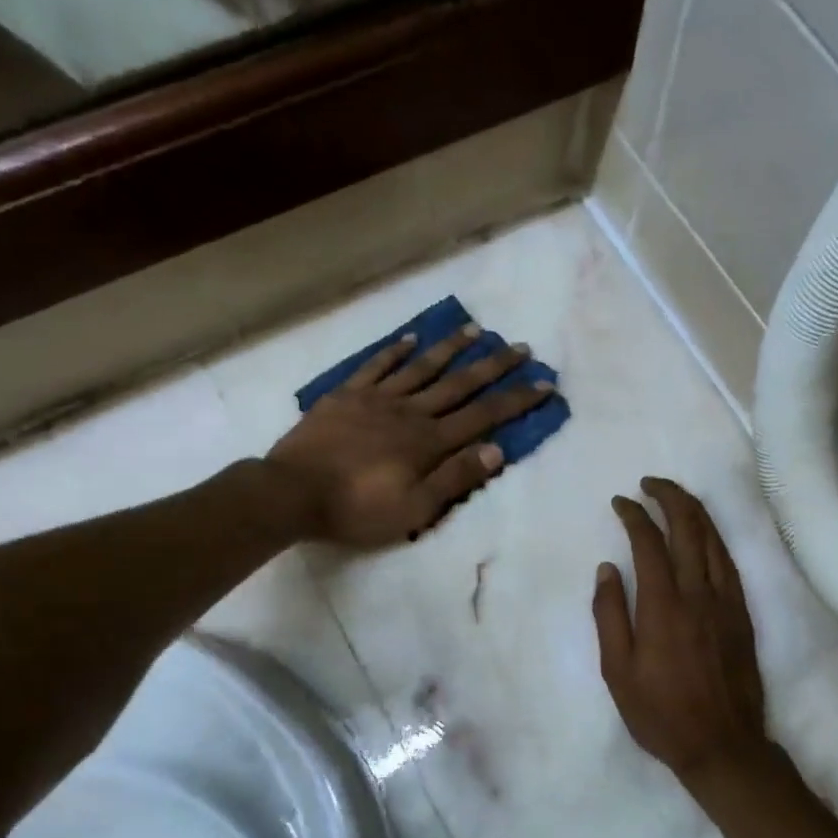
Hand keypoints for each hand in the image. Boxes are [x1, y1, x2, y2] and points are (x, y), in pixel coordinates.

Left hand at [268, 324, 551, 547]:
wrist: (292, 492)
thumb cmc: (357, 509)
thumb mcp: (415, 508)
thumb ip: (455, 479)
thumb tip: (498, 450)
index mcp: (430, 442)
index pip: (484, 416)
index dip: (516, 400)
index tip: (544, 383)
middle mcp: (410, 412)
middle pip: (459, 384)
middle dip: (494, 366)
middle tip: (521, 347)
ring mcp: (377, 399)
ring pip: (422, 367)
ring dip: (451, 348)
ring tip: (476, 329)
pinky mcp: (347, 396)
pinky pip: (377, 366)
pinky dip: (396, 351)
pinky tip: (411, 338)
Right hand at [593, 478, 773, 784]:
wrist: (723, 744)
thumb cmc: (660, 713)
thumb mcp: (617, 671)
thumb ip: (609, 615)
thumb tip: (607, 568)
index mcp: (662, 606)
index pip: (649, 543)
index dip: (634, 515)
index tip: (621, 501)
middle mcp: (698, 593)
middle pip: (688, 527)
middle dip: (669, 496)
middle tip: (649, 484)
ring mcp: (726, 601)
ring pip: (713, 539)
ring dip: (694, 510)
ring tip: (675, 496)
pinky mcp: (743, 612)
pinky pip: (728, 561)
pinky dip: (713, 537)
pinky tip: (704, 533)